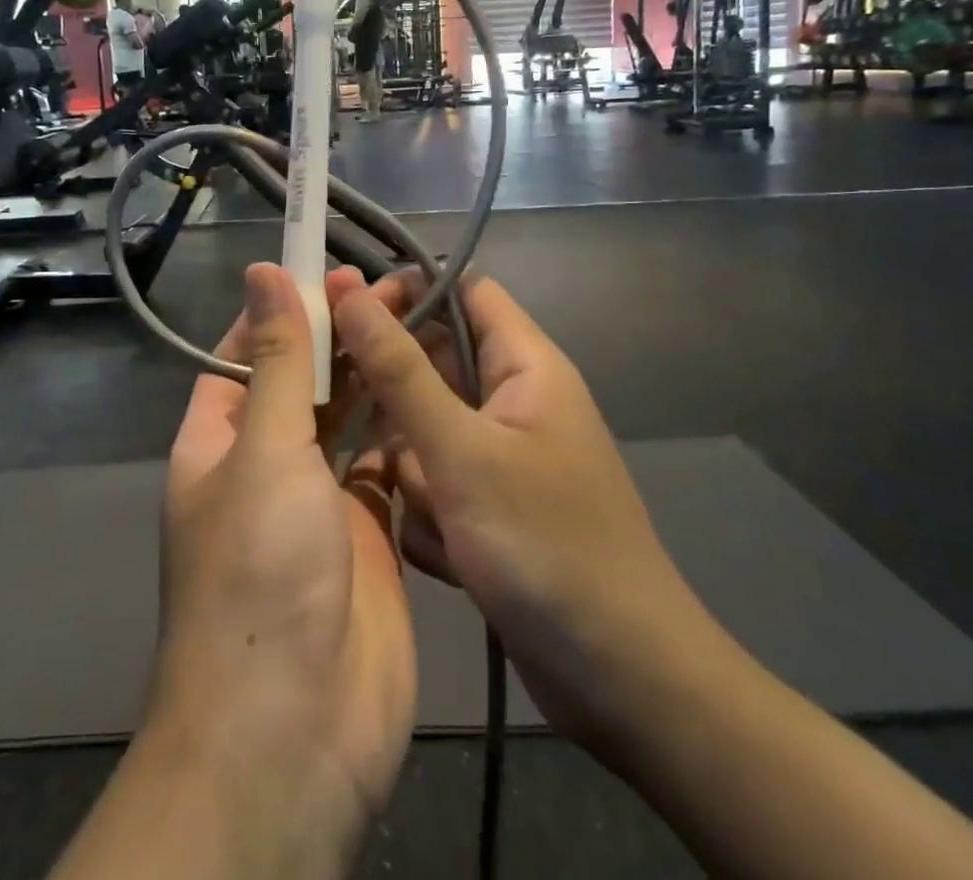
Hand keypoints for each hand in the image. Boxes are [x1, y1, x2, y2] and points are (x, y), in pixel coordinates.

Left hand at [148, 263, 414, 832]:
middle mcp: (264, 465)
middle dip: (344, 336)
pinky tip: (439, 394)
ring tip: (427, 326)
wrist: (295, 733)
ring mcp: (317, 504)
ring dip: (380, 378)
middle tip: (400, 289)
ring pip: (350, 422)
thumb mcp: (264, 450)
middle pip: (306, 382)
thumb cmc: (261, 572)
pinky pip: (386, 470)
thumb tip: (263, 271)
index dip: (287, 308)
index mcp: (220, 439)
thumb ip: (278, 360)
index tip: (334, 271)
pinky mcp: (367, 537)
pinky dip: (407, 434)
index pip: (248, 352)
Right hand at [330, 272, 725, 758]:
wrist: (626, 686)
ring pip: (424, 428)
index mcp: (524, 364)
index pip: (459, 288)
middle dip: (394, 397)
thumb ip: (399, 368)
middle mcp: (512, 399)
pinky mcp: (490, 505)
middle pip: (432, 362)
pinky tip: (448, 554)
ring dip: (413, 469)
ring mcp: (501, 456)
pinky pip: (436, 480)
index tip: (345, 313)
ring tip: (433, 515)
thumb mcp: (461, 451)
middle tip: (353, 421)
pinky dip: (430, 511)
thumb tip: (347, 287)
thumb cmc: (547, 547)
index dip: (404, 290)